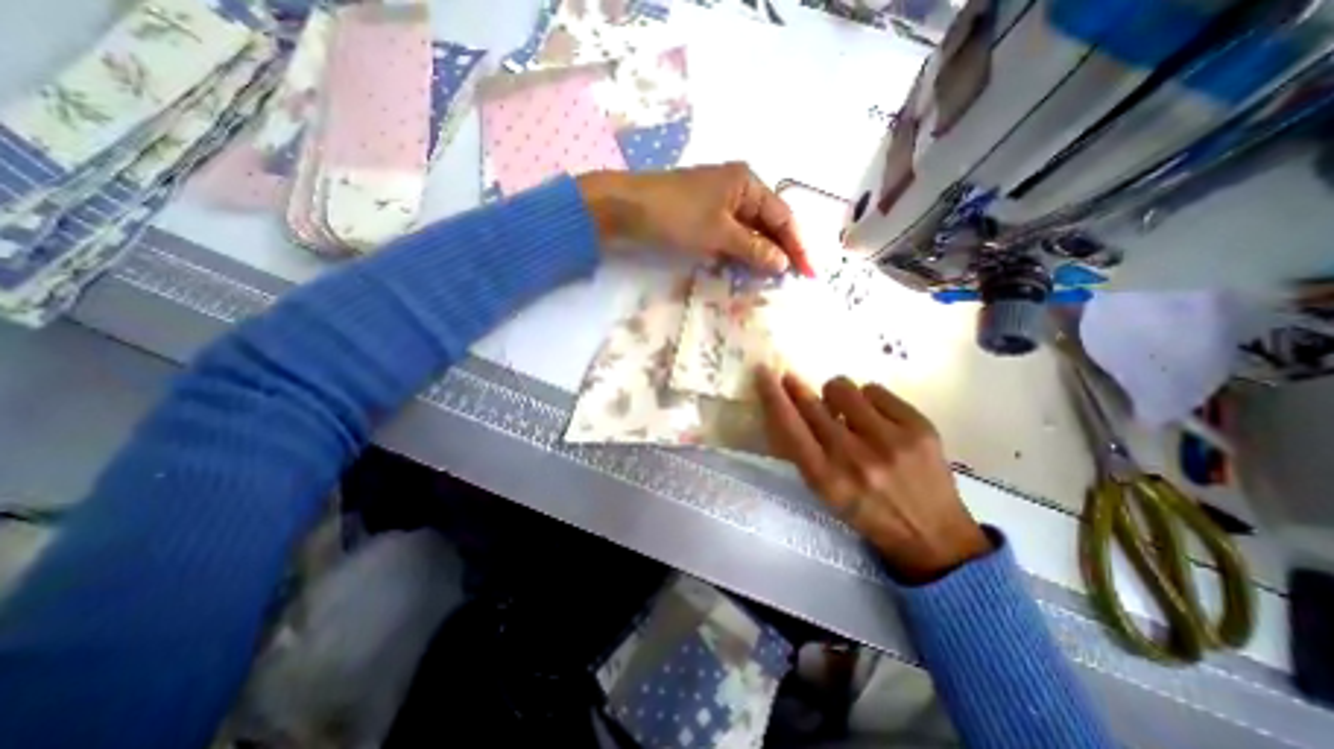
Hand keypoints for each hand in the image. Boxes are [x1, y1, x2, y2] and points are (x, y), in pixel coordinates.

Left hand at [572, 163, 813, 276]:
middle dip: (781, 250)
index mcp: (747, 183)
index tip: (808, 273)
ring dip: (760, 254)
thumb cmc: (676, 214)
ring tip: (773, 278)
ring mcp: (719, 203)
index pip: (783, 217)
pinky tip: (745, 268)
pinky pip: (731, 236)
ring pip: (749, 231)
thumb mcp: (719, 233)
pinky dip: (740, 252)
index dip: (797, 246)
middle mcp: (738, 189)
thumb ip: (753, 248)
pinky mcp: (703, 217)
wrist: (627, 208)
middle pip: (768, 223)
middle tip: (792, 279)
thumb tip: (782, 264)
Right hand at [750, 369, 988, 585]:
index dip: (773, 396)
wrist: (935, 537)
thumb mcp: (826, 492)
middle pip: (813, 404)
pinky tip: (877, 419)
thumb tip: (791, 404)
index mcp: (826, 479)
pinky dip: (869, 400)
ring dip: (838, 396)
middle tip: (793, 381)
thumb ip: (805, 451)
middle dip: (798, 388)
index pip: (789, 427)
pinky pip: (876, 390)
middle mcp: (854, 458)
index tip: (763, 373)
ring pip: (844, 388)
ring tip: (850, 414)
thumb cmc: (868, 513)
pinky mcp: (919, 428)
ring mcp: (890, 441)